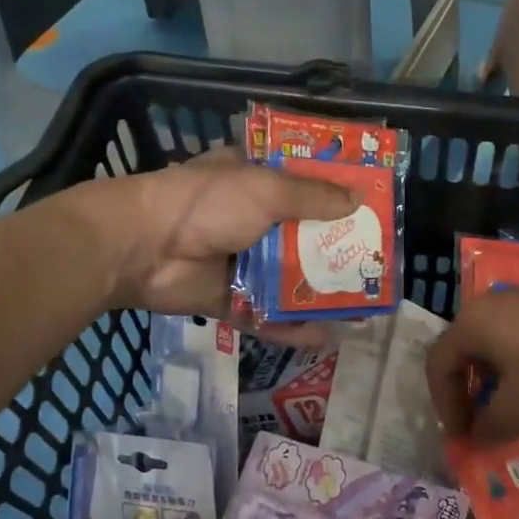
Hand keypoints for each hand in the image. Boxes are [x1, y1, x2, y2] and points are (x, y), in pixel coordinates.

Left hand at [71, 148, 355, 317]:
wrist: (141, 248)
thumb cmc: (206, 204)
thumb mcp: (266, 190)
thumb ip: (313, 197)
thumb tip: (358, 200)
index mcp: (256, 180)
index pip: (305, 182)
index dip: (337, 192)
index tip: (373, 205)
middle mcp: (252, 218)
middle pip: (304, 234)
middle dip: (338, 249)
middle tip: (377, 264)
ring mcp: (241, 261)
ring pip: (289, 279)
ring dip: (321, 292)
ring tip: (362, 308)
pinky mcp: (229, 299)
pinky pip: (266, 315)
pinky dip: (291, 327)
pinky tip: (325, 338)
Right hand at [426, 287, 518, 443]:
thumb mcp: (518, 411)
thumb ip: (488, 427)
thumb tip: (475, 438)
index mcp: (472, 324)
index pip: (438, 365)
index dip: (444, 406)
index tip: (463, 438)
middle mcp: (492, 303)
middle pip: (466, 351)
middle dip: (471, 393)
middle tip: (484, 424)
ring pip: (498, 342)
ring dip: (498, 380)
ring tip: (517, 409)